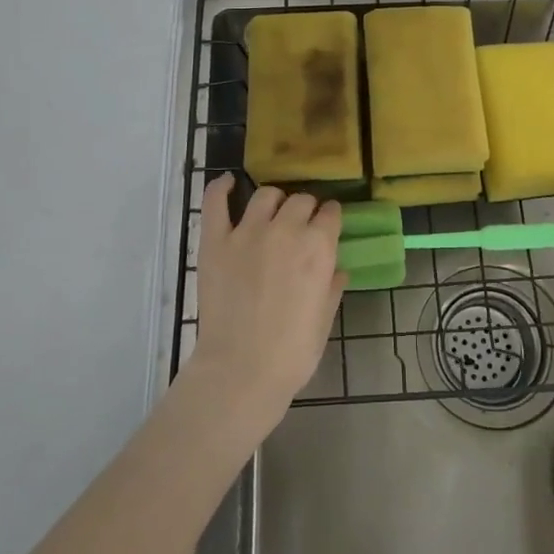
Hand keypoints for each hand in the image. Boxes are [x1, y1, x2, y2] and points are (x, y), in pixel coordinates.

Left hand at [186, 178, 344, 433]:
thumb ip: (332, 286)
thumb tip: (336, 269)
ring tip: (273, 213)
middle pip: (301, 200)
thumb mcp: (324, 319)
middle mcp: (286, 230)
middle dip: (306, 210)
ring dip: (275, 201)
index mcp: (318, 247)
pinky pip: (216, 203)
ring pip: (267, 195)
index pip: (331, 212)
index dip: (330, 218)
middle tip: (301, 228)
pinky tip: (228, 182)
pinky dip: (221, 188)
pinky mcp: (216, 242)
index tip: (328, 226)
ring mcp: (247, 232)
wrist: (241, 371)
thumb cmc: (292, 352)